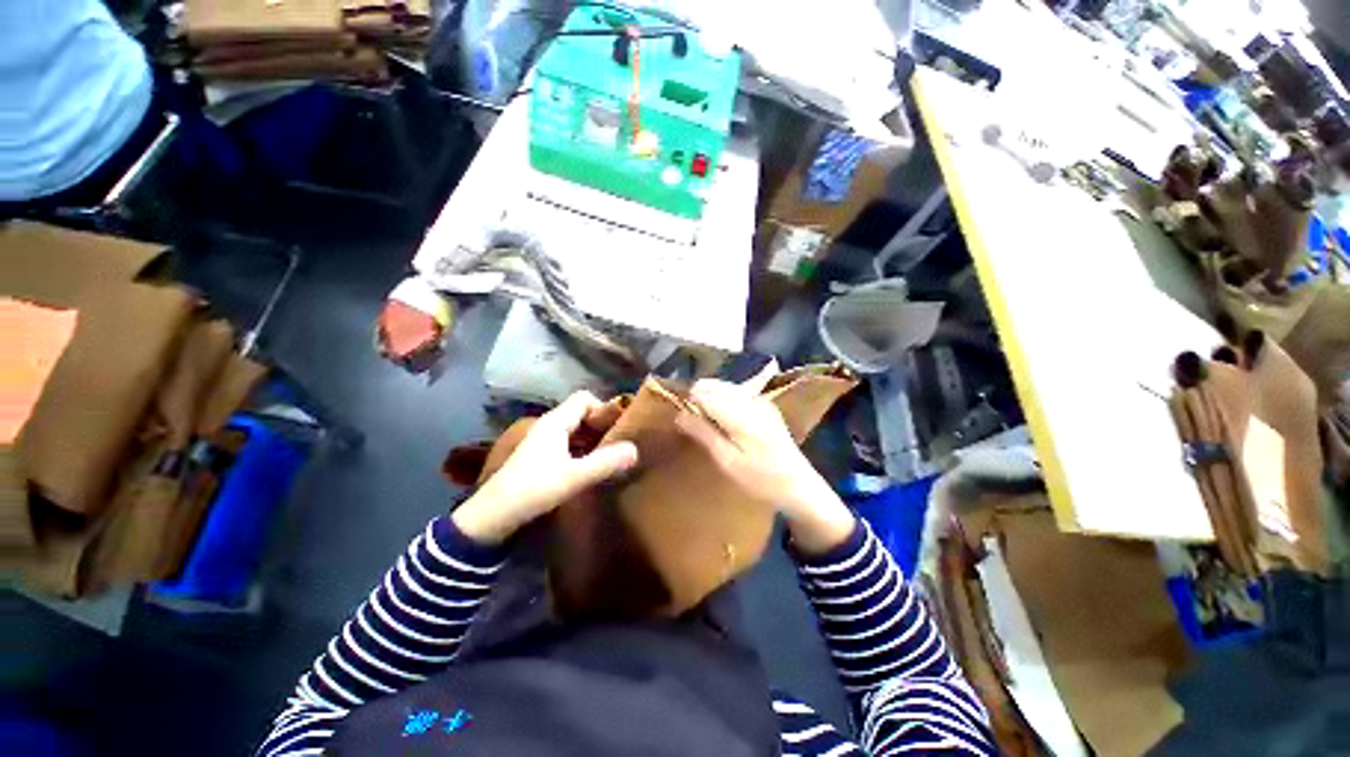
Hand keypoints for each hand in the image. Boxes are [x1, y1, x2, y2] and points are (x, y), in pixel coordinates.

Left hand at [453, 392, 638, 543]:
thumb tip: (635, 449)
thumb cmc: (534, 489)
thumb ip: (606, 462)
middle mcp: (548, 426)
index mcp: (555, 422)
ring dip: (592, 438)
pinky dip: (581, 449)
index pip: (584, 398)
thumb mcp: (574, 476)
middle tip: (619, 442)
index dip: (603, 408)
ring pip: (574, 429)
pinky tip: (589, 466)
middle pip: (580, 413)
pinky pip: (567, 443)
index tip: (618, 427)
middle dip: (601, 424)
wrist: (492, 516)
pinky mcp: (539, 457)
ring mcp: (542, 441)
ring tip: (610, 454)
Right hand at [676, 373, 854, 553]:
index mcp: (740, 413)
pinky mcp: (764, 403)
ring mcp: (760, 399)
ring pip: (724, 386)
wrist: (797, 484)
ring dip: (709, 396)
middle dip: (697, 396)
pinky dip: (722, 397)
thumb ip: (703, 434)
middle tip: (688, 418)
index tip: (679, 416)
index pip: (704, 394)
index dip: (688, 401)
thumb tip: (678, 414)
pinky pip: (736, 391)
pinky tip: (719, 415)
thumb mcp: (727, 461)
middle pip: (714, 385)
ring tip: (701, 418)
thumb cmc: (760, 478)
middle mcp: (750, 399)